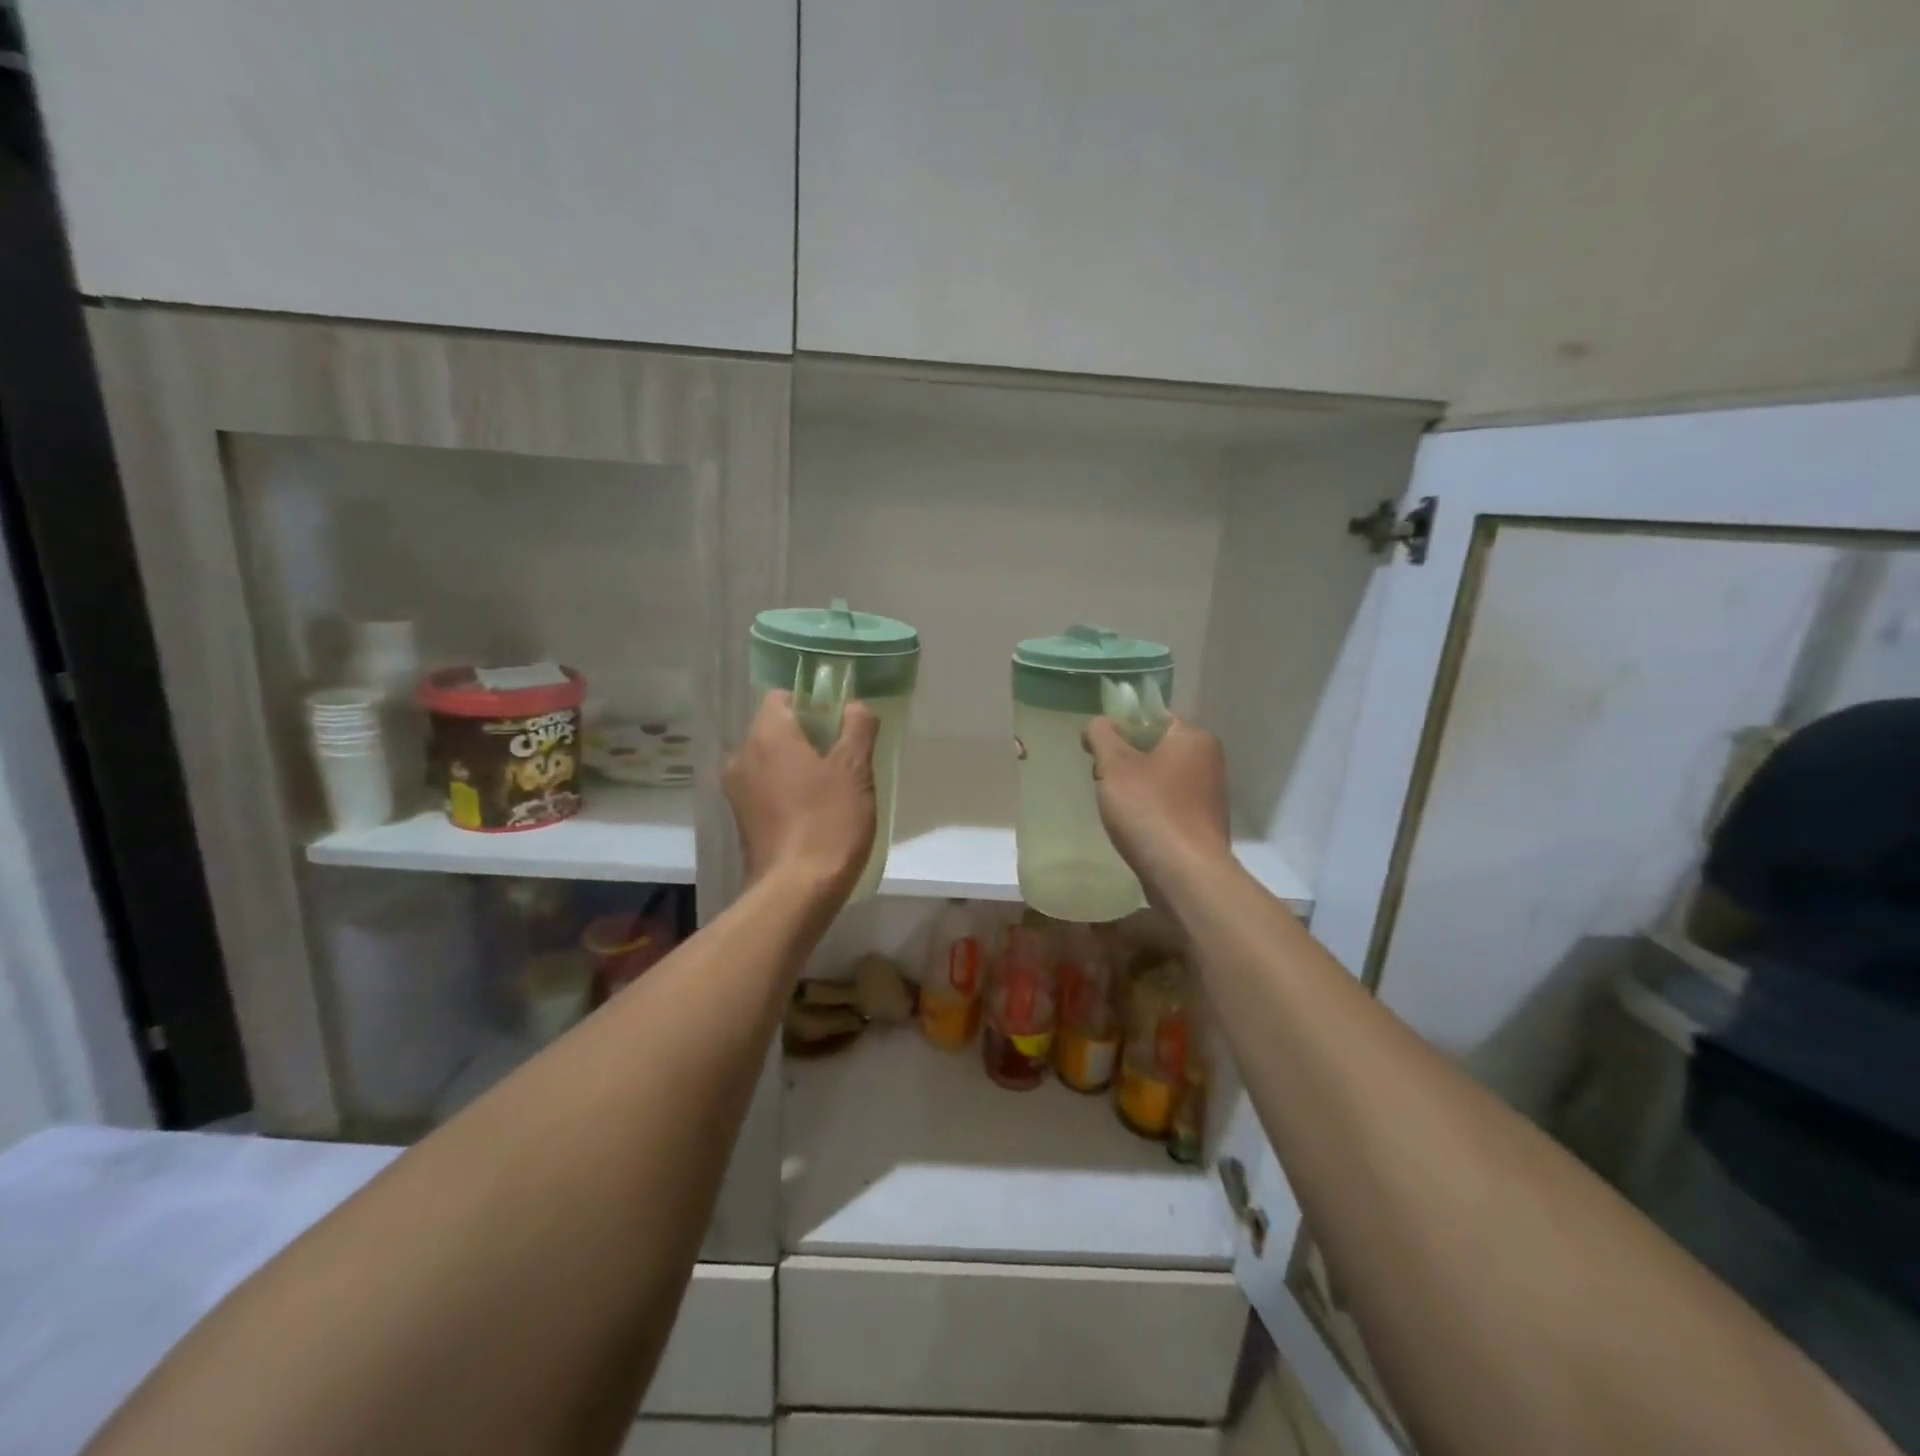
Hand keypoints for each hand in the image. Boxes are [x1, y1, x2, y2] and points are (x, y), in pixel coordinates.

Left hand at [724, 691, 878, 896]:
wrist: (797, 890)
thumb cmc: (829, 821)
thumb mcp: (855, 769)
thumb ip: (858, 727)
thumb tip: (855, 705)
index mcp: (766, 735)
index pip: (782, 697)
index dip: (812, 704)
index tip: (839, 725)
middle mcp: (742, 756)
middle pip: (776, 729)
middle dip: (808, 737)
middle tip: (843, 758)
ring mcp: (737, 791)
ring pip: (771, 762)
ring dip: (798, 766)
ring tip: (832, 789)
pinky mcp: (741, 820)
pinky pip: (766, 789)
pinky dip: (786, 791)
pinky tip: (814, 813)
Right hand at [1084, 716, 1231, 899]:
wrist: (1185, 875)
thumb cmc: (1149, 810)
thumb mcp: (1114, 765)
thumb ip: (1102, 735)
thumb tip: (1098, 724)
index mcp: (1194, 737)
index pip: (1152, 717)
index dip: (1120, 728)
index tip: (1096, 749)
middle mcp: (1209, 761)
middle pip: (1155, 748)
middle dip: (1125, 761)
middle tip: (1101, 780)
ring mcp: (1209, 795)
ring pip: (1160, 778)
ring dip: (1135, 788)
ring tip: (1114, 808)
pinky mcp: (1203, 825)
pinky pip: (1168, 805)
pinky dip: (1149, 811)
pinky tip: (1133, 828)